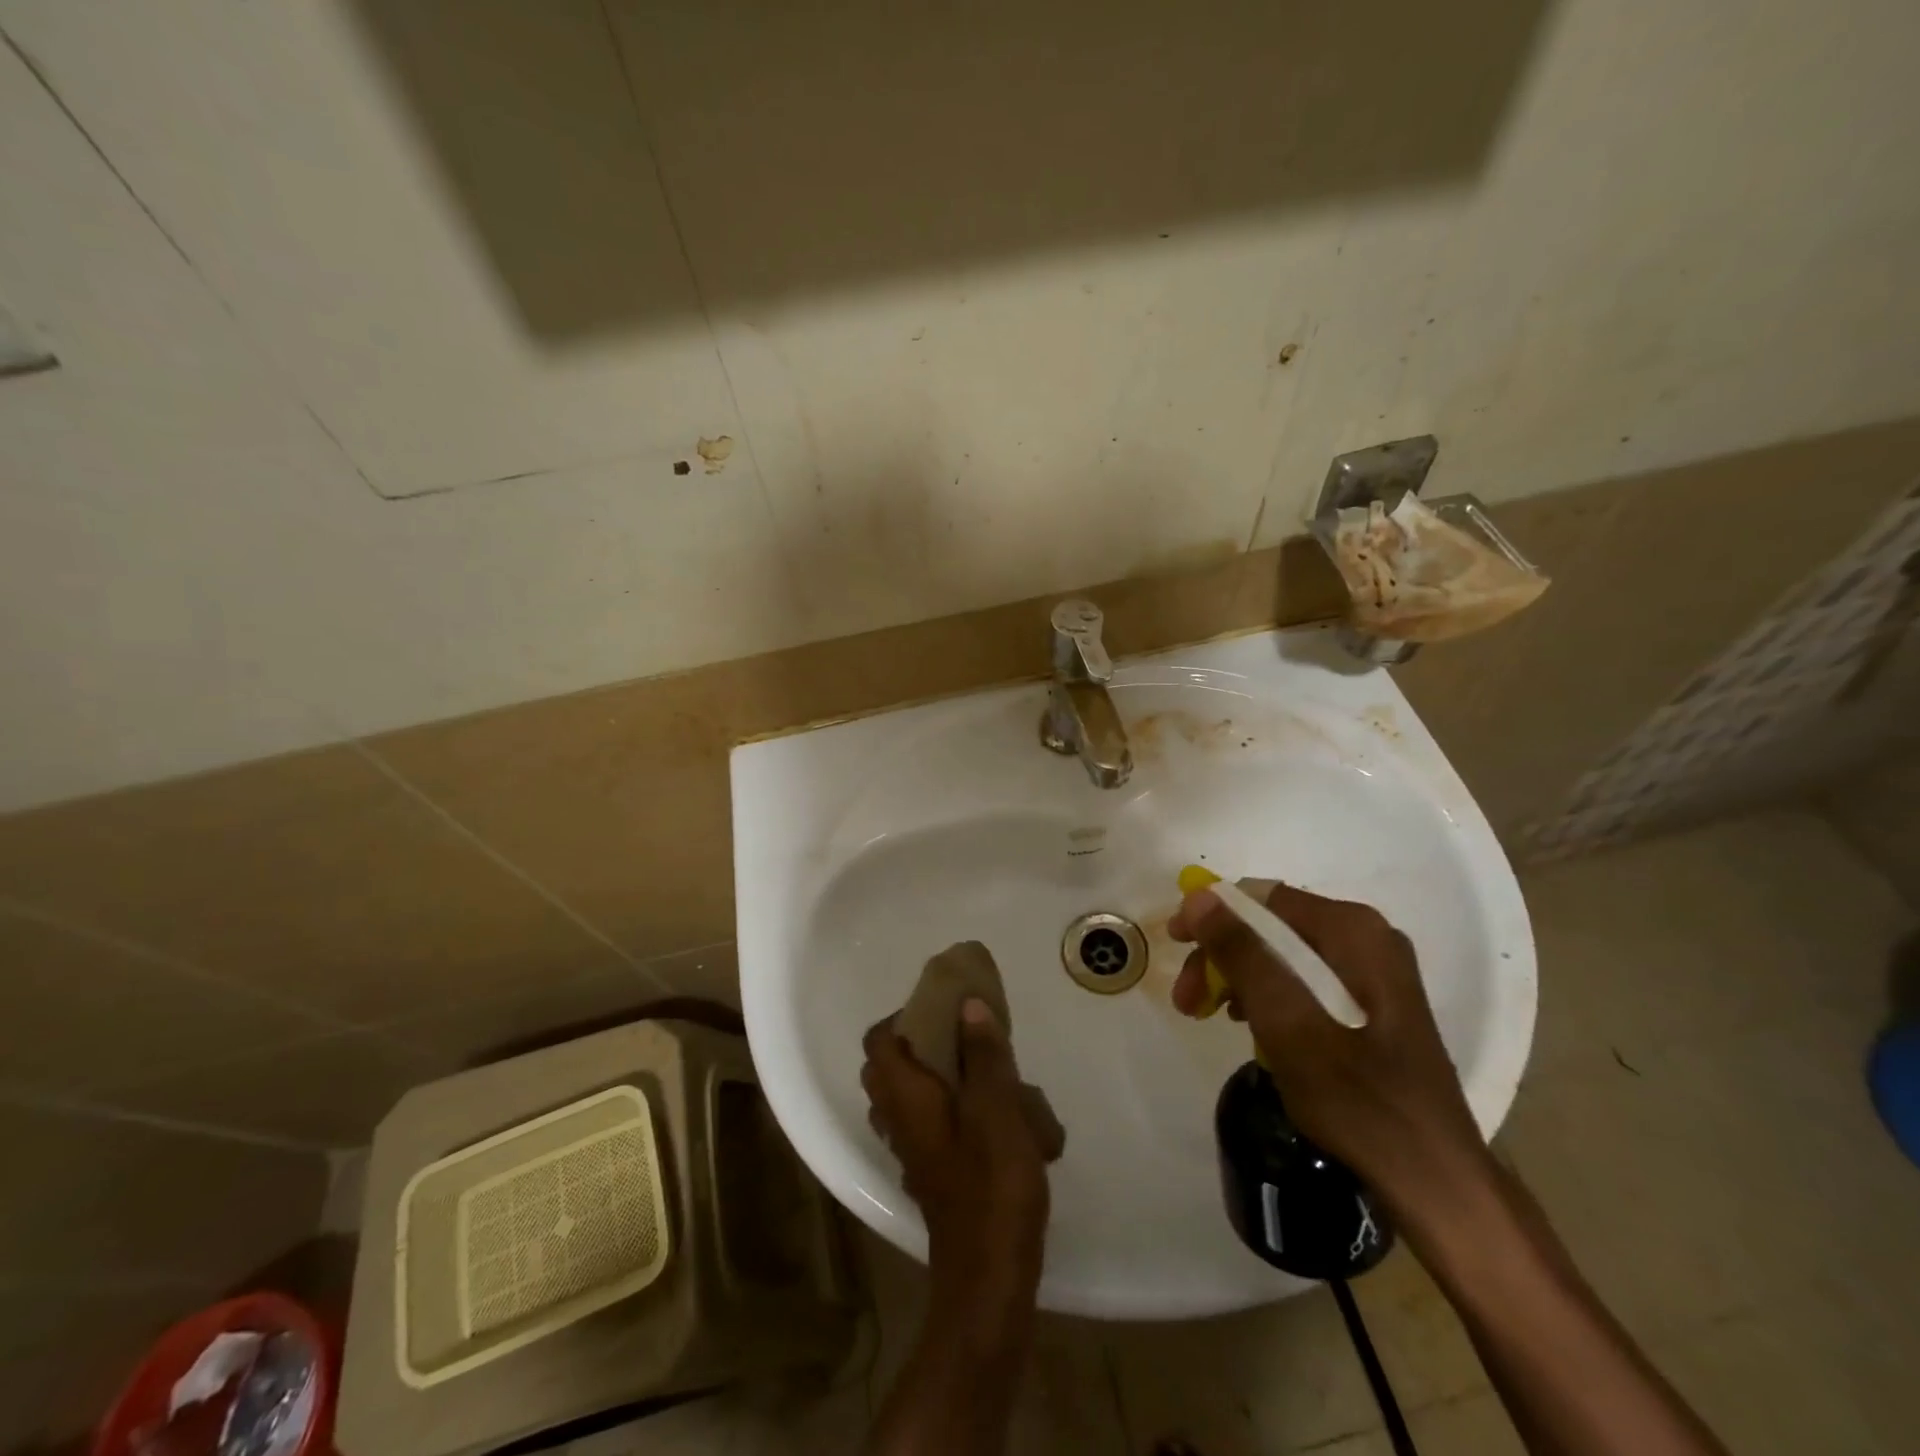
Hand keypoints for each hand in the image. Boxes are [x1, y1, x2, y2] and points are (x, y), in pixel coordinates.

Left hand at [862, 1000, 1051, 1314]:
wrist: (990, 1276)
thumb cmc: (992, 1183)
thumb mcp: (996, 1108)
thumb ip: (983, 1054)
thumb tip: (968, 1003)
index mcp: (904, 1097)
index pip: (877, 1041)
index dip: (901, 1016)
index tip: (940, 1008)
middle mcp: (896, 1120)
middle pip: (887, 1067)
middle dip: (919, 1043)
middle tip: (962, 1036)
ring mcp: (910, 1150)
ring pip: (906, 1097)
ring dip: (933, 1075)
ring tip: (979, 1070)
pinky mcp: (929, 1173)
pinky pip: (925, 1123)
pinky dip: (945, 1106)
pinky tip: (989, 1114)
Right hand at [1169, 881, 1496, 1231]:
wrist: (1436, 1183)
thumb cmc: (1359, 1102)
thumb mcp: (1288, 1025)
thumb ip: (1243, 955)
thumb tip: (1199, 897)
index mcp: (1353, 931)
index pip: (1262, 898)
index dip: (1211, 916)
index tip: (1175, 946)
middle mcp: (1366, 937)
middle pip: (1271, 925)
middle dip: (1222, 955)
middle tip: (1186, 999)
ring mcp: (1373, 970)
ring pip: (1283, 953)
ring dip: (1238, 978)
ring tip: (1208, 1015)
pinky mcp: (1373, 1003)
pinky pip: (1304, 979)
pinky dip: (1268, 996)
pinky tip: (1250, 1027)